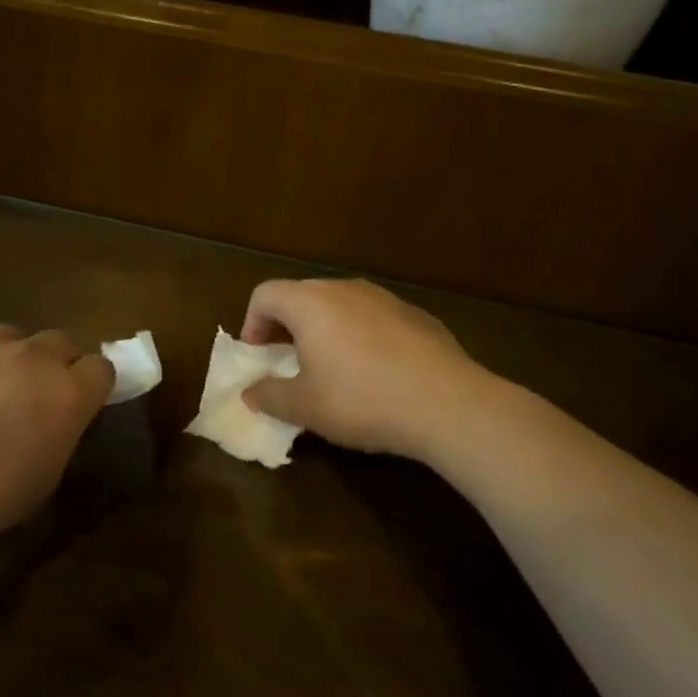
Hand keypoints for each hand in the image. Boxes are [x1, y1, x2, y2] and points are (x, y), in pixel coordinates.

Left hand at [0, 325, 113, 549]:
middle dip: (51, 365)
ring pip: (7, 338)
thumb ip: (60, 433)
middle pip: (59, 342)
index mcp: (66, 393)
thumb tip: (56, 415)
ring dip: (2, 360)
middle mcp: (33, 355)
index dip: (88, 384)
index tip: (73, 401)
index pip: (100, 367)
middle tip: (25, 396)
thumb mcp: (43, 478)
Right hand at [240, 279, 495, 461]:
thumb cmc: (361, 399)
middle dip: (285, 327)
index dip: (251, 324)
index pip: (265, 294)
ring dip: (323, 330)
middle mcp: (344, 289)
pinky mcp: (416, 314)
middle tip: (287, 362)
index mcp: (310, 302)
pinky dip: (359, 336)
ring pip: (339, 305)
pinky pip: (372, 318)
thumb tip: (250, 392)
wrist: (447, 403)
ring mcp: (384, 298)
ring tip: (330, 368)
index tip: (259, 357)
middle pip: (301, 295)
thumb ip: (269, 396)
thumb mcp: (305, 407)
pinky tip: (375, 373)